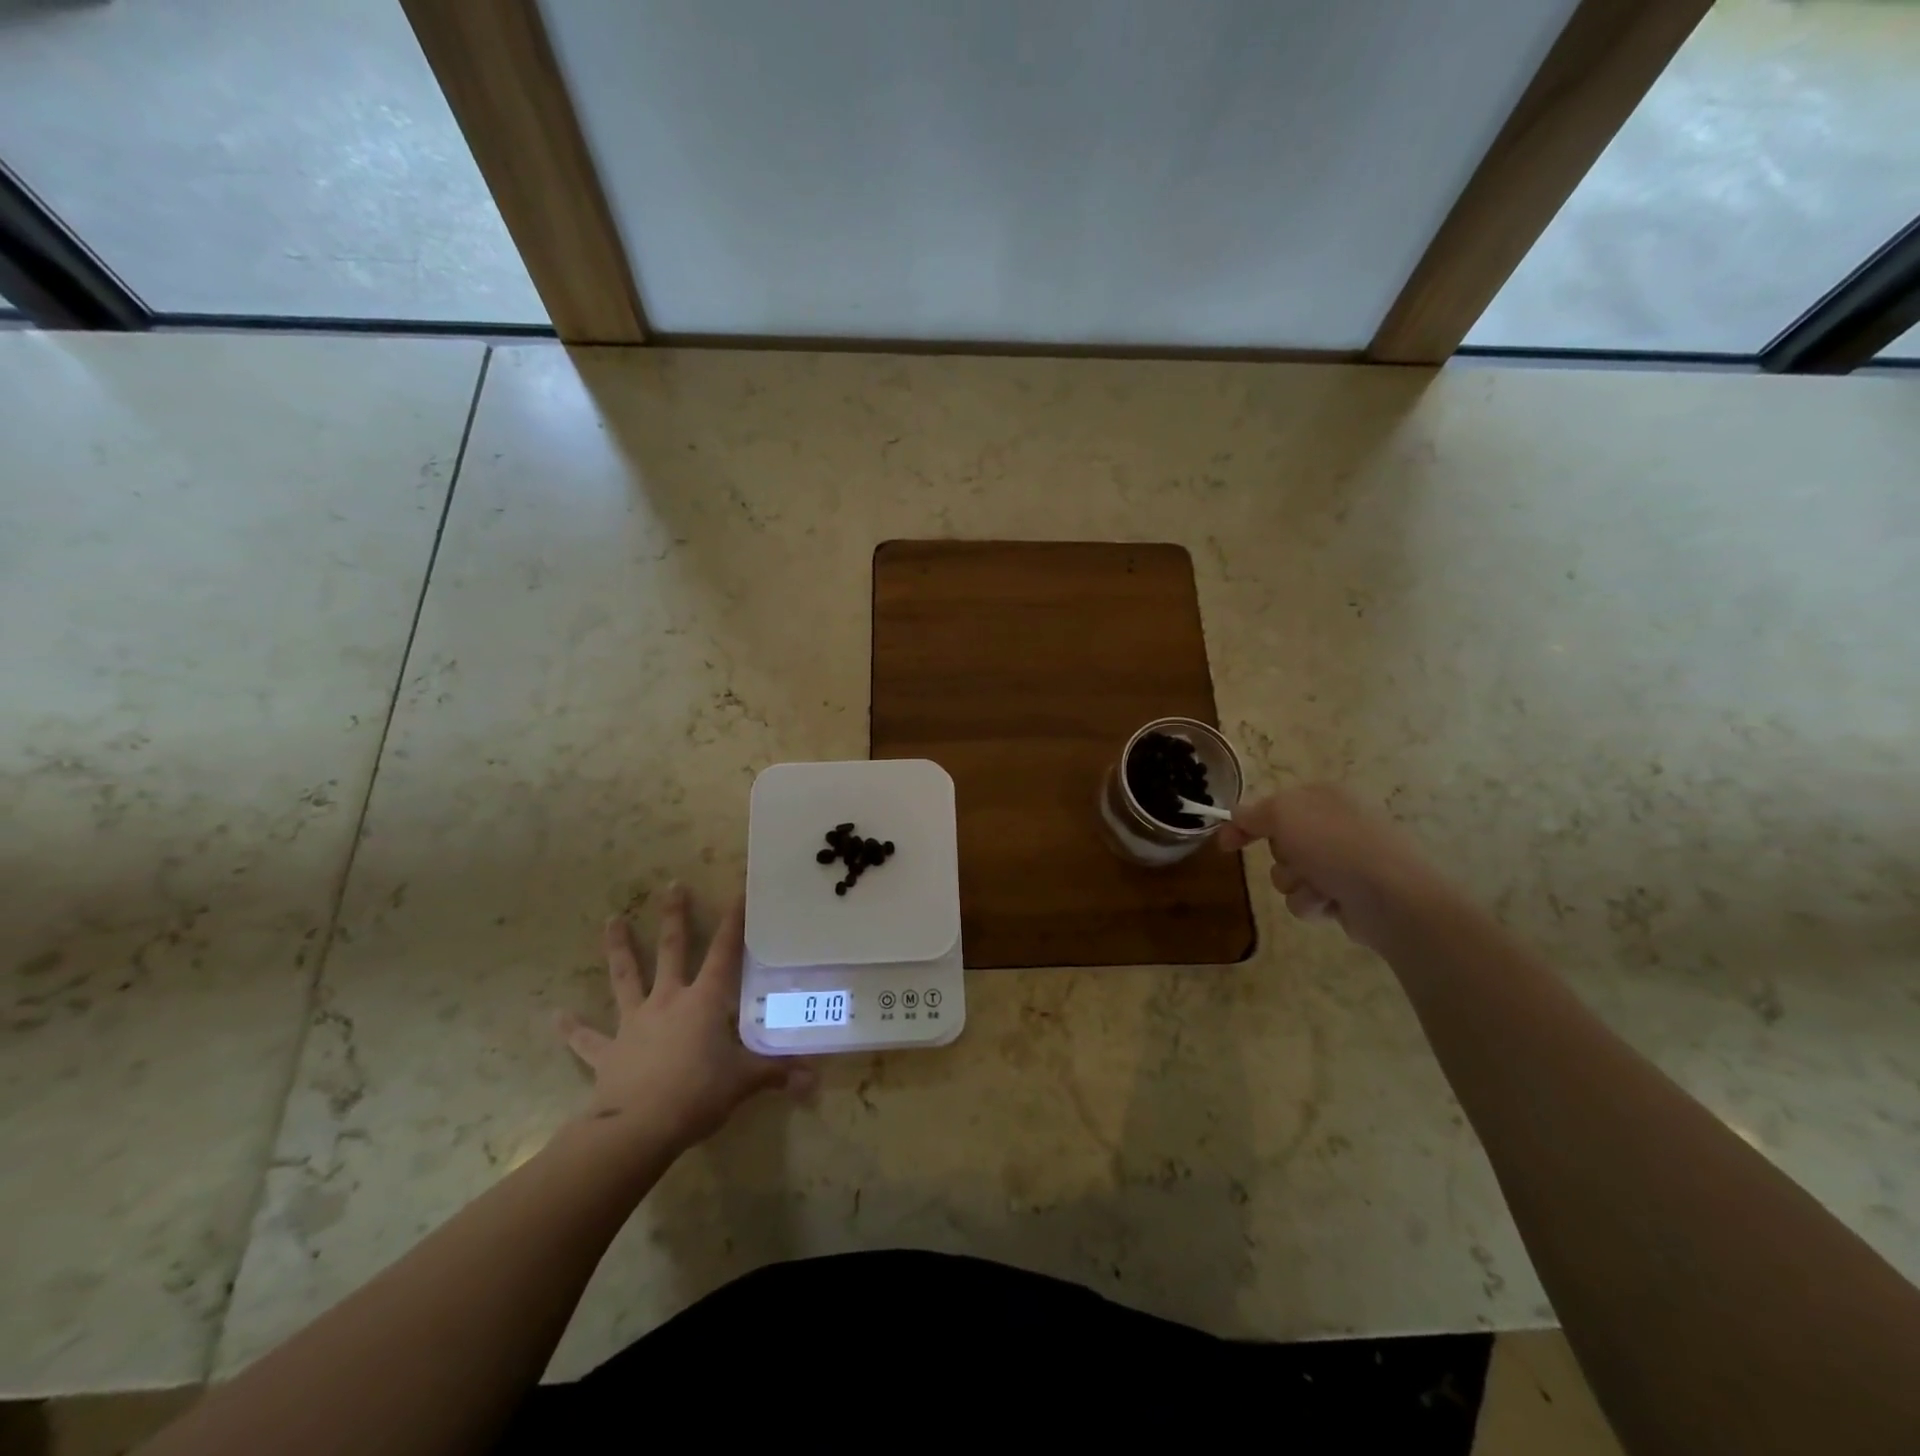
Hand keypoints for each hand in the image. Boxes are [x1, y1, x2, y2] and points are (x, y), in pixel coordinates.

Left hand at [558, 884, 812, 1151]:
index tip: (738, 891)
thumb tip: (814, 1079)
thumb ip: (776, 1073)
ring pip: (625, 977)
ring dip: (619, 948)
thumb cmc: (697, 1095)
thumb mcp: (743, 1082)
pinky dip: (572, 1029)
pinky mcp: (608, 1052)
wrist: (637, 1129)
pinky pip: (587, 1039)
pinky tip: (555, 1016)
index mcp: (703, 1002)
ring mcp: (634, 1023)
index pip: (724, 953)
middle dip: (675, 917)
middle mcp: (668, 1001)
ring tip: (612, 920)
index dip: (733, 922)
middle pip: (672, 951)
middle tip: (671, 885)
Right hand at [1219, 785, 1450, 948]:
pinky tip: (1331, 903)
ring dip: (1295, 884)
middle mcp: (1334, 825)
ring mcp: (1343, 861)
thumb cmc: (1335, 846)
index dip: (1245, 823)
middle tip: (1296, 860)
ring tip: (1318, 888)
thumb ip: (1253, 814)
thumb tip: (1237, 816)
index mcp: (1323, 797)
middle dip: (1280, 857)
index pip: (1272, 805)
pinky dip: (1313, 903)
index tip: (1225, 845)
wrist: (1392, 897)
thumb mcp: (1283, 815)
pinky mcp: (1347, 894)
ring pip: (1289, 875)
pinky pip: (1308, 899)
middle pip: (1279, 843)